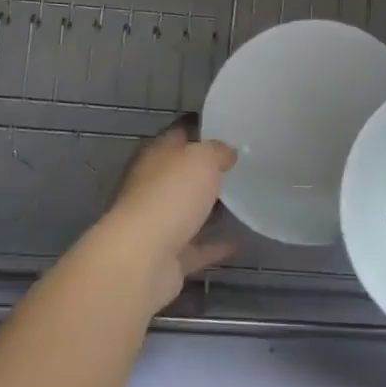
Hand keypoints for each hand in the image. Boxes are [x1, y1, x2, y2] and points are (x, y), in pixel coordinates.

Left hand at [85, 117, 236, 312]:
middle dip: (207, 170)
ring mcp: (157, 222)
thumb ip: (217, 151)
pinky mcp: (166, 256)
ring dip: (209, 208)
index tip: (229, 127)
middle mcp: (151, 186)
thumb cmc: (171, 196)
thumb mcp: (202, 159)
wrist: (143, 259)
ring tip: (242, 201)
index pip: (179, 133)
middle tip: (241, 166)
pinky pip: (195, 246)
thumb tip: (227, 153)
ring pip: (187, 210)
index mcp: (155, 155)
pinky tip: (238, 241)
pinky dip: (213, 245)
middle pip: (182, 173)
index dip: (202, 128)